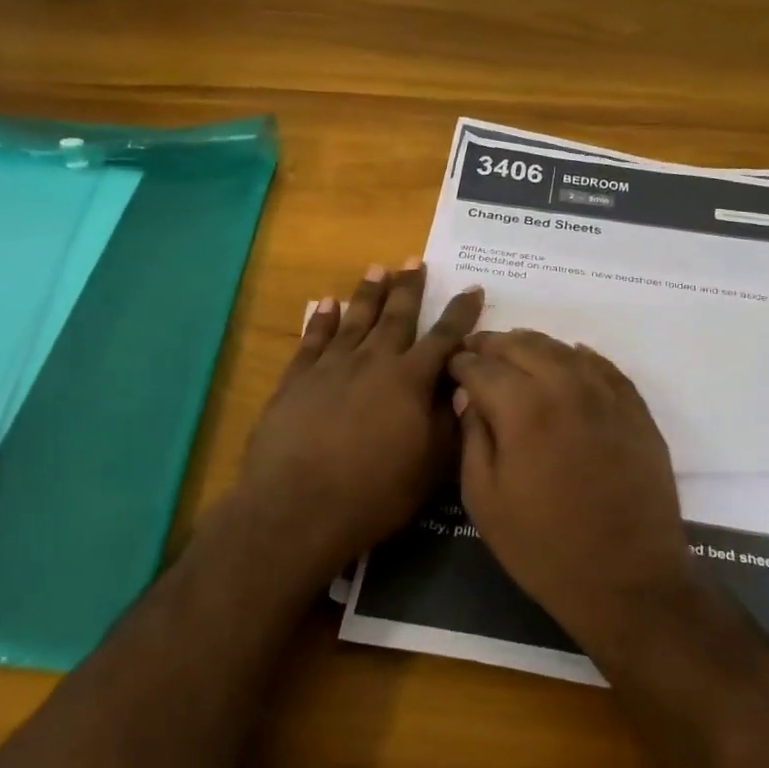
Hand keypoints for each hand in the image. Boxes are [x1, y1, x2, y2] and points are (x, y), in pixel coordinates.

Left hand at [235, 260, 482, 579]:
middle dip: (409, 288)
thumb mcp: (430, 465)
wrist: (298, 507)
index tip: (473, 289)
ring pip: (354, 320)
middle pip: (395, 317)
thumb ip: (448, 421)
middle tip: (415, 261)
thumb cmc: (374, 493)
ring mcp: (330, 367)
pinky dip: (320, 319)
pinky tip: (325, 303)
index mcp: (409, 381)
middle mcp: (372, 362)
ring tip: (378, 269)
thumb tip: (462, 386)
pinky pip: (312, 339)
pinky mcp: (295, 380)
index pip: (444, 339)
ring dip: (367, 293)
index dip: (461, 314)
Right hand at [449, 330, 690, 638]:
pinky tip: (570, 359)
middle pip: (522, 345)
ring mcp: (607, 395)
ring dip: (533, 346)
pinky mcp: (636, 411)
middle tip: (476, 352)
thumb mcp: (484, 498)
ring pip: (564, 349)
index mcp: (522, 407)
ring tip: (515, 352)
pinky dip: (580, 357)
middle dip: (493, 345)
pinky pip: (604, 367)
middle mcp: (566, 386)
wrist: (626, 580)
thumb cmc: (542, 547)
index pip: (481, 366)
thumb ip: (472, 436)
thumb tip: (470, 397)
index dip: (460, 362)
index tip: (451, 366)